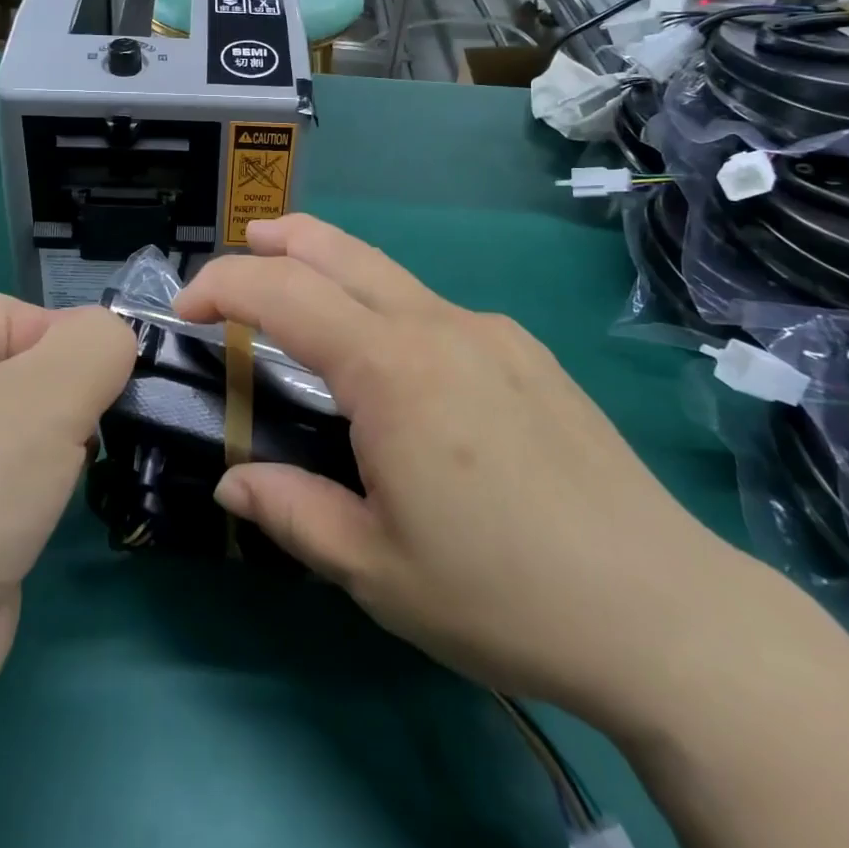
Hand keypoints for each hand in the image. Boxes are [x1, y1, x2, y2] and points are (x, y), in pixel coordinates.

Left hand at [0, 297, 132, 828]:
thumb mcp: (54, 390)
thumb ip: (102, 342)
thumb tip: (113, 343)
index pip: (24, 317)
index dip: (72, 349)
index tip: (105, 394)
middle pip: (21, 373)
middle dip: (66, 406)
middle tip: (82, 443)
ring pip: (13, 432)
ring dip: (51, 455)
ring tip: (60, 486)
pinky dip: (26, 497)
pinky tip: (36, 522)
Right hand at [176, 215, 756, 735]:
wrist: (661, 609)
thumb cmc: (500, 593)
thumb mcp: (374, 569)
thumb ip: (291, 512)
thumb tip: (233, 484)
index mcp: (391, 369)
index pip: (283, 292)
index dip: (223, 284)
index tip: (186, 309)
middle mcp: (438, 326)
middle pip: (342, 250)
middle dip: (281, 238)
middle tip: (245, 244)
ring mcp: (490, 332)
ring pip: (392, 276)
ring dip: (336, 271)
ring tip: (305, 294)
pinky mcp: (526, 352)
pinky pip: (437, 312)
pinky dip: (390, 312)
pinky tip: (400, 373)